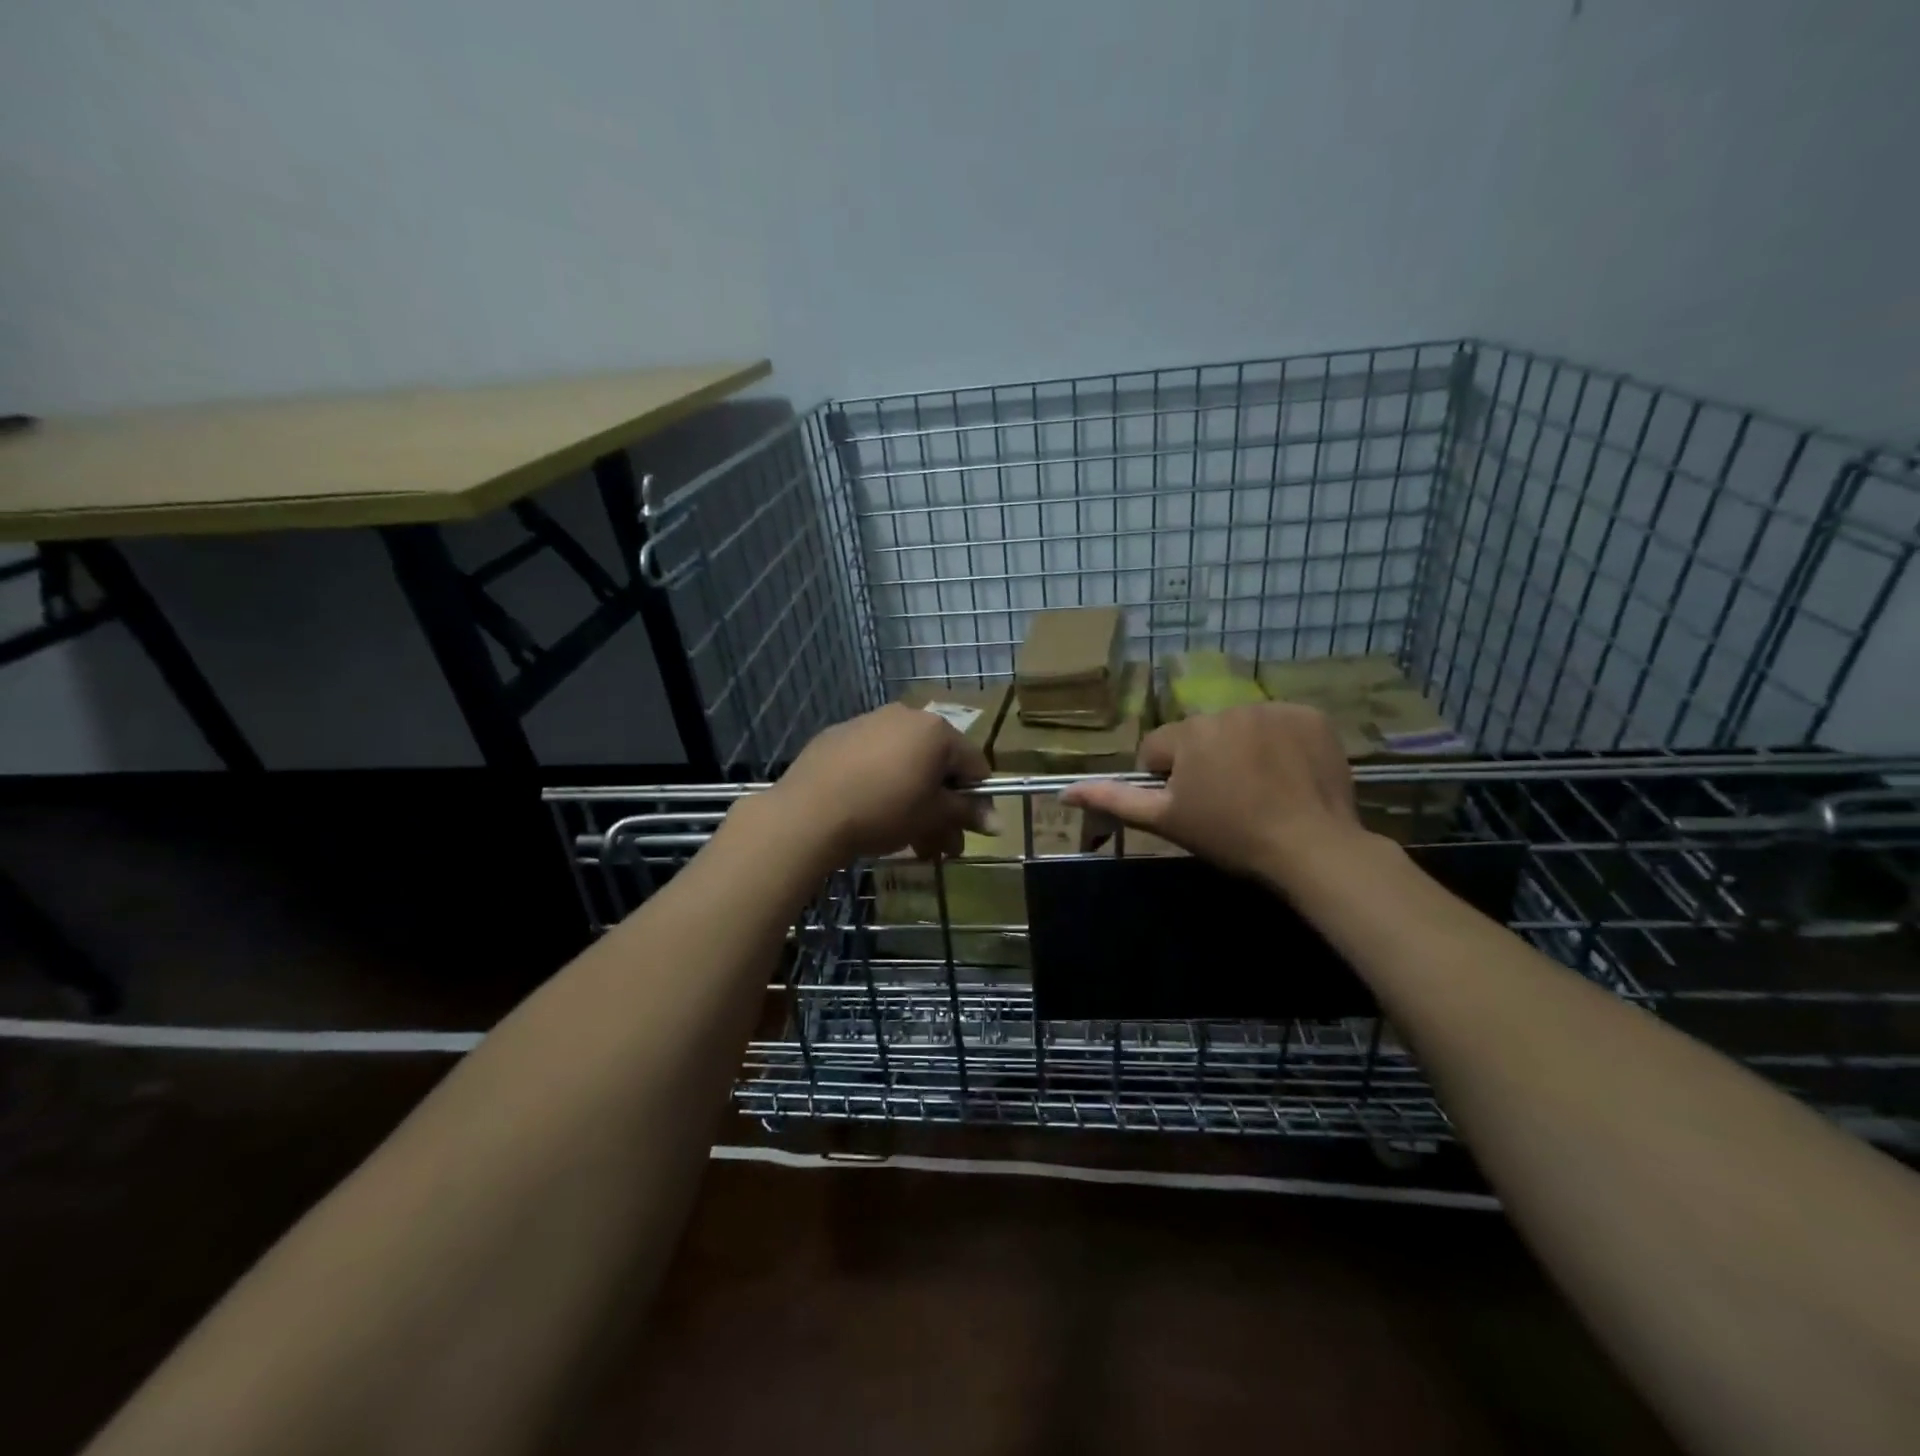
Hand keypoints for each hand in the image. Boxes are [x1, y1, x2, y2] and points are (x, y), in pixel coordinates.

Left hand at [767, 703, 992, 862]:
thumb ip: (966, 813)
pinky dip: (882, 784)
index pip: (974, 764)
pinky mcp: (838, 736)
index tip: (969, 830)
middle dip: (942, 808)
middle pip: (937, 765)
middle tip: (941, 846)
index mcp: (935, 730)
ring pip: (905, 764)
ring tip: (909, 841)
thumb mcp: (932, 816)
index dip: (978, 800)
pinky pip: (873, 760)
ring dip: (914, 801)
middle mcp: (905, 716)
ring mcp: (868, 722)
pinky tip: (871, 814)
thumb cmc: (883, 811)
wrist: (809, 812)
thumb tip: (998, 823)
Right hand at [1062, 702, 1371, 887]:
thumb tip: (1064, 793)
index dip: (1168, 780)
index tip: (1193, 806)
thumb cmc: (1230, 836)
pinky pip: (1283, 724)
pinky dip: (1283, 744)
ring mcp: (1274, 709)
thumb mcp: (1166, 821)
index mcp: (1188, 732)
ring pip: (1241, 728)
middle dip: (1206, 761)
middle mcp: (1227, 708)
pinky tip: (1291, 775)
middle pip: (1201, 735)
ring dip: (1243, 750)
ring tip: (1263, 790)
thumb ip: (1113, 800)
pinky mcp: (1311, 716)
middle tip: (1228, 802)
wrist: (1312, 847)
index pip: (1158, 749)